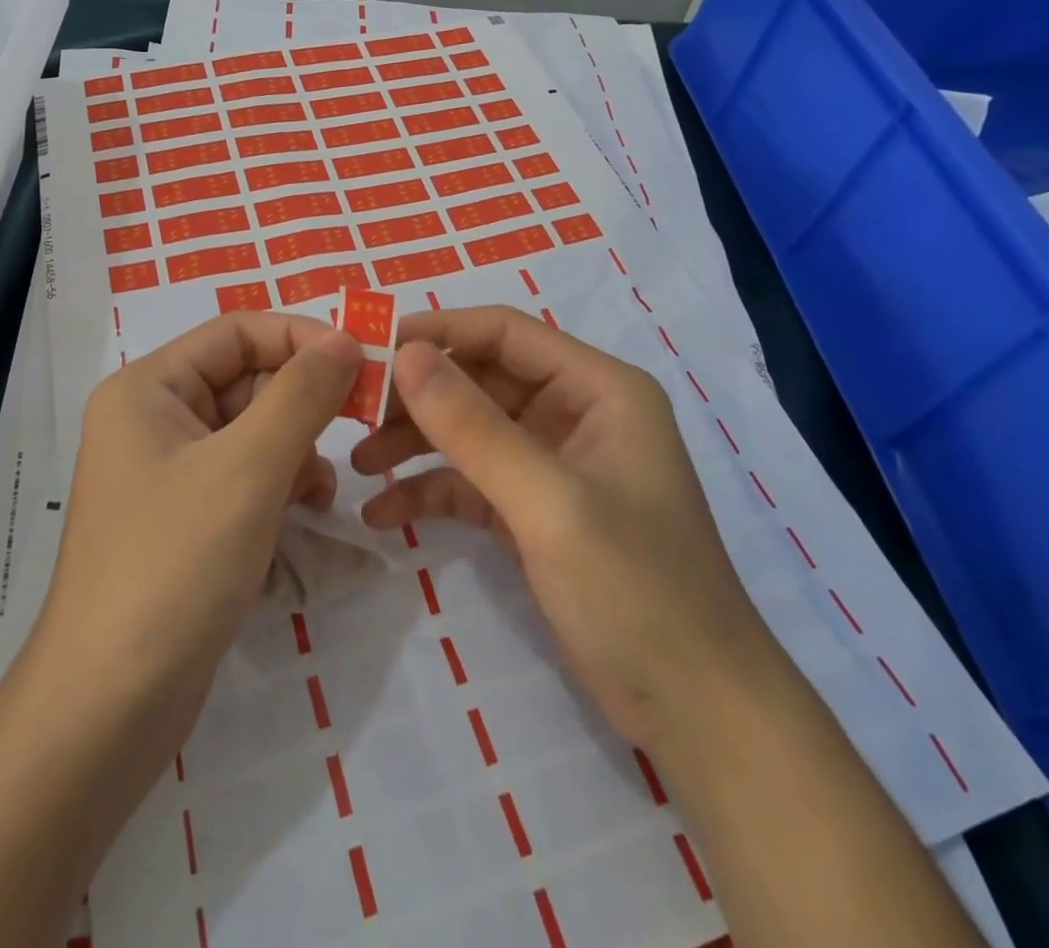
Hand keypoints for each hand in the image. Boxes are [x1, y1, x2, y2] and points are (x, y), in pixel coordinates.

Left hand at [31, 312, 362, 752]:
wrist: (108, 708)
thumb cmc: (175, 566)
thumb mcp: (248, 469)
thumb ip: (302, 395)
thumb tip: (346, 339)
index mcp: (148, 388)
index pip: (237, 331)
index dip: (302, 337)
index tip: (364, 361)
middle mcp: (153, 418)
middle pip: (246, 379)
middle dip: (302, 402)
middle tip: (359, 425)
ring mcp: (168, 471)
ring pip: (252, 429)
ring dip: (296, 448)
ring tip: (319, 491)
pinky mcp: (185, 518)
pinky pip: (245, 475)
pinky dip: (280, 484)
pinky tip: (303, 513)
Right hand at [353, 305, 771, 741]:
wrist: (697, 716)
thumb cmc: (636, 591)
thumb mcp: (549, 502)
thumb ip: (473, 427)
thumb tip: (404, 354)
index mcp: (597, 388)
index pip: (504, 333)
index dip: (436, 332)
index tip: (369, 349)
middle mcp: (574, 413)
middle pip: (480, 378)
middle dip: (417, 394)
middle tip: (352, 412)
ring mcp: (552, 463)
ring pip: (469, 429)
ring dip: (414, 441)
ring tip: (356, 463)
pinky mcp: (533, 510)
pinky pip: (470, 481)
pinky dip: (429, 490)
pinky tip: (383, 513)